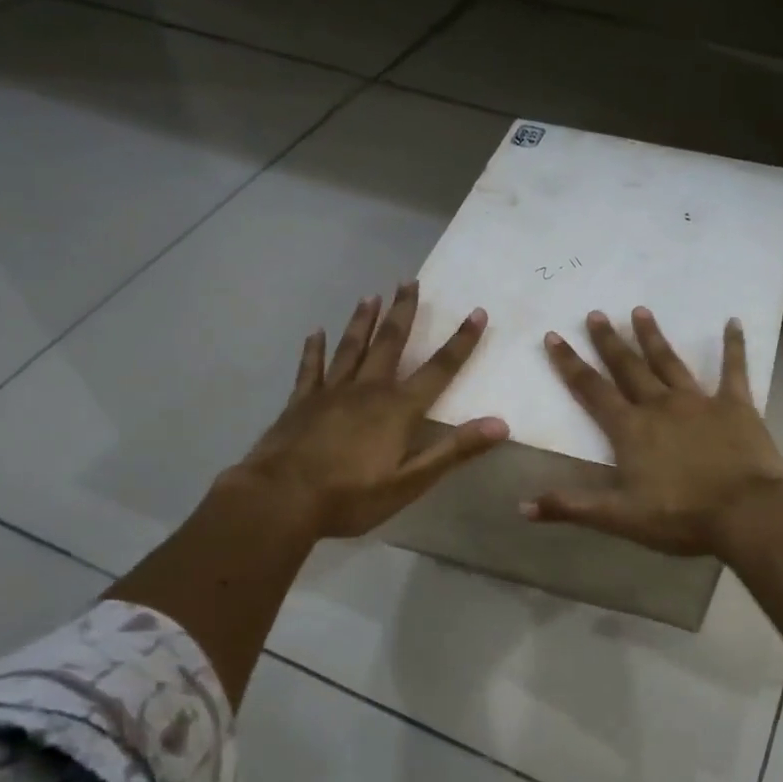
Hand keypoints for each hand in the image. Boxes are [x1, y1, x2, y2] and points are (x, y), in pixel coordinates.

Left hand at [226, 283, 508, 539]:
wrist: (282, 499)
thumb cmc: (352, 495)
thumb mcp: (411, 481)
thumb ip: (454, 450)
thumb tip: (500, 424)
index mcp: (398, 408)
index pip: (439, 369)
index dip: (461, 341)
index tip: (477, 312)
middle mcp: (367, 389)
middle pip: (390, 343)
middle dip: (403, 312)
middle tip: (409, 282)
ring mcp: (330, 392)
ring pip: (351, 347)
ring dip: (363, 320)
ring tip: (371, 296)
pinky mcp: (301, 402)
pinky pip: (311, 368)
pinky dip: (315, 349)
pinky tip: (316, 333)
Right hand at [522, 307, 782, 556]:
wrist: (747, 513)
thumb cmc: (681, 517)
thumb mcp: (620, 517)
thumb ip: (572, 506)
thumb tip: (523, 507)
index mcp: (630, 430)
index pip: (592, 391)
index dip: (570, 364)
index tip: (554, 336)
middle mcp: (660, 406)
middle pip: (628, 368)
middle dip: (609, 341)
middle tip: (595, 313)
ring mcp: (699, 401)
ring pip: (669, 362)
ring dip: (653, 337)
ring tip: (640, 311)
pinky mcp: (736, 405)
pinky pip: (734, 369)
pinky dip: (734, 345)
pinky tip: (733, 322)